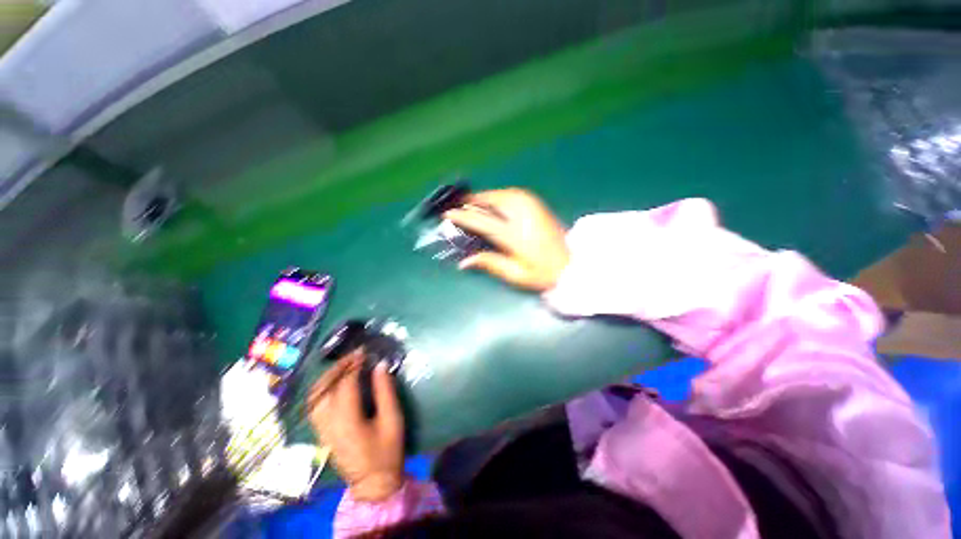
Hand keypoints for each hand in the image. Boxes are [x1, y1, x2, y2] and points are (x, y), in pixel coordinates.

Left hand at [307, 351, 403, 501]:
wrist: (373, 483)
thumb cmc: (387, 450)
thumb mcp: (392, 418)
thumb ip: (385, 390)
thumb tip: (380, 365)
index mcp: (347, 420)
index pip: (345, 384)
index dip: (353, 364)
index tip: (364, 352)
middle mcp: (328, 424)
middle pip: (323, 389)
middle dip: (337, 367)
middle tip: (353, 355)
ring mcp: (321, 430)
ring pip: (314, 397)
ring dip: (327, 377)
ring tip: (343, 365)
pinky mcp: (321, 434)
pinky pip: (315, 406)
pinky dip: (323, 389)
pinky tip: (335, 383)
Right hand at [444, 188, 569, 290]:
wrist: (573, 264)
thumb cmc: (544, 273)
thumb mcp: (516, 275)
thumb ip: (490, 264)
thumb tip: (463, 261)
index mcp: (515, 236)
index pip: (483, 222)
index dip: (463, 217)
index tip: (448, 214)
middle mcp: (522, 216)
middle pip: (492, 202)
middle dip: (473, 200)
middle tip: (459, 203)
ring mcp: (532, 208)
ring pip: (503, 194)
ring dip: (486, 196)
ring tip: (474, 200)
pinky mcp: (538, 205)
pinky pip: (514, 194)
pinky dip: (500, 194)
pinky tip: (495, 199)